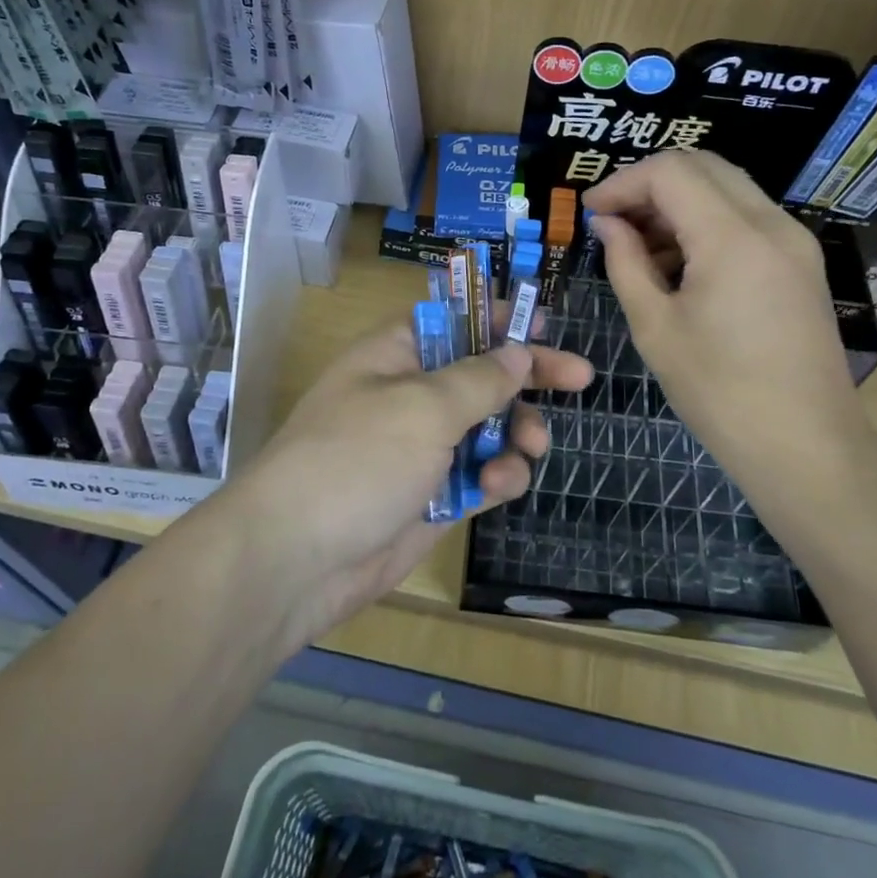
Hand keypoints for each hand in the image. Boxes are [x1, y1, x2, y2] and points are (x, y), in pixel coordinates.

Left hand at [218, 311, 592, 647]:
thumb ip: (479, 378)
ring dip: (516, 434)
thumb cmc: (358, 458)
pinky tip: (499, 486)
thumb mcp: (423, 406)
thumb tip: (516, 351)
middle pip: (481, 373)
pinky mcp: (432, 496)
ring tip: (531, 447)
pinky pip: (480, 475)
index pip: (454, 319)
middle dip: (528, 376)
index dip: (498, 318)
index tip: (544, 325)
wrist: (297, 559)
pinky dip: (497, 478)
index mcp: (397, 355)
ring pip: (488, 428)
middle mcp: (410, 395)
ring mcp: (421, 448)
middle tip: (579, 377)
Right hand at [582, 150, 876, 523]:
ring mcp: (794, 241)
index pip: (670, 172)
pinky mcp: (801, 263)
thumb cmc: (720, 393)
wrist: (807, 446)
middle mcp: (772, 224)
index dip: (622, 182)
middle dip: (649, 184)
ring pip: (727, 188)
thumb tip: (607, 224)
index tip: (590, 212)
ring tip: (639, 247)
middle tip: (612, 221)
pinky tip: (678, 264)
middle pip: (703, 167)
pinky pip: (746, 218)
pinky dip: (706, 223)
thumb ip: (626, 264)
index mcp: (733, 238)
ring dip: (678, 203)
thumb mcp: (656, 328)